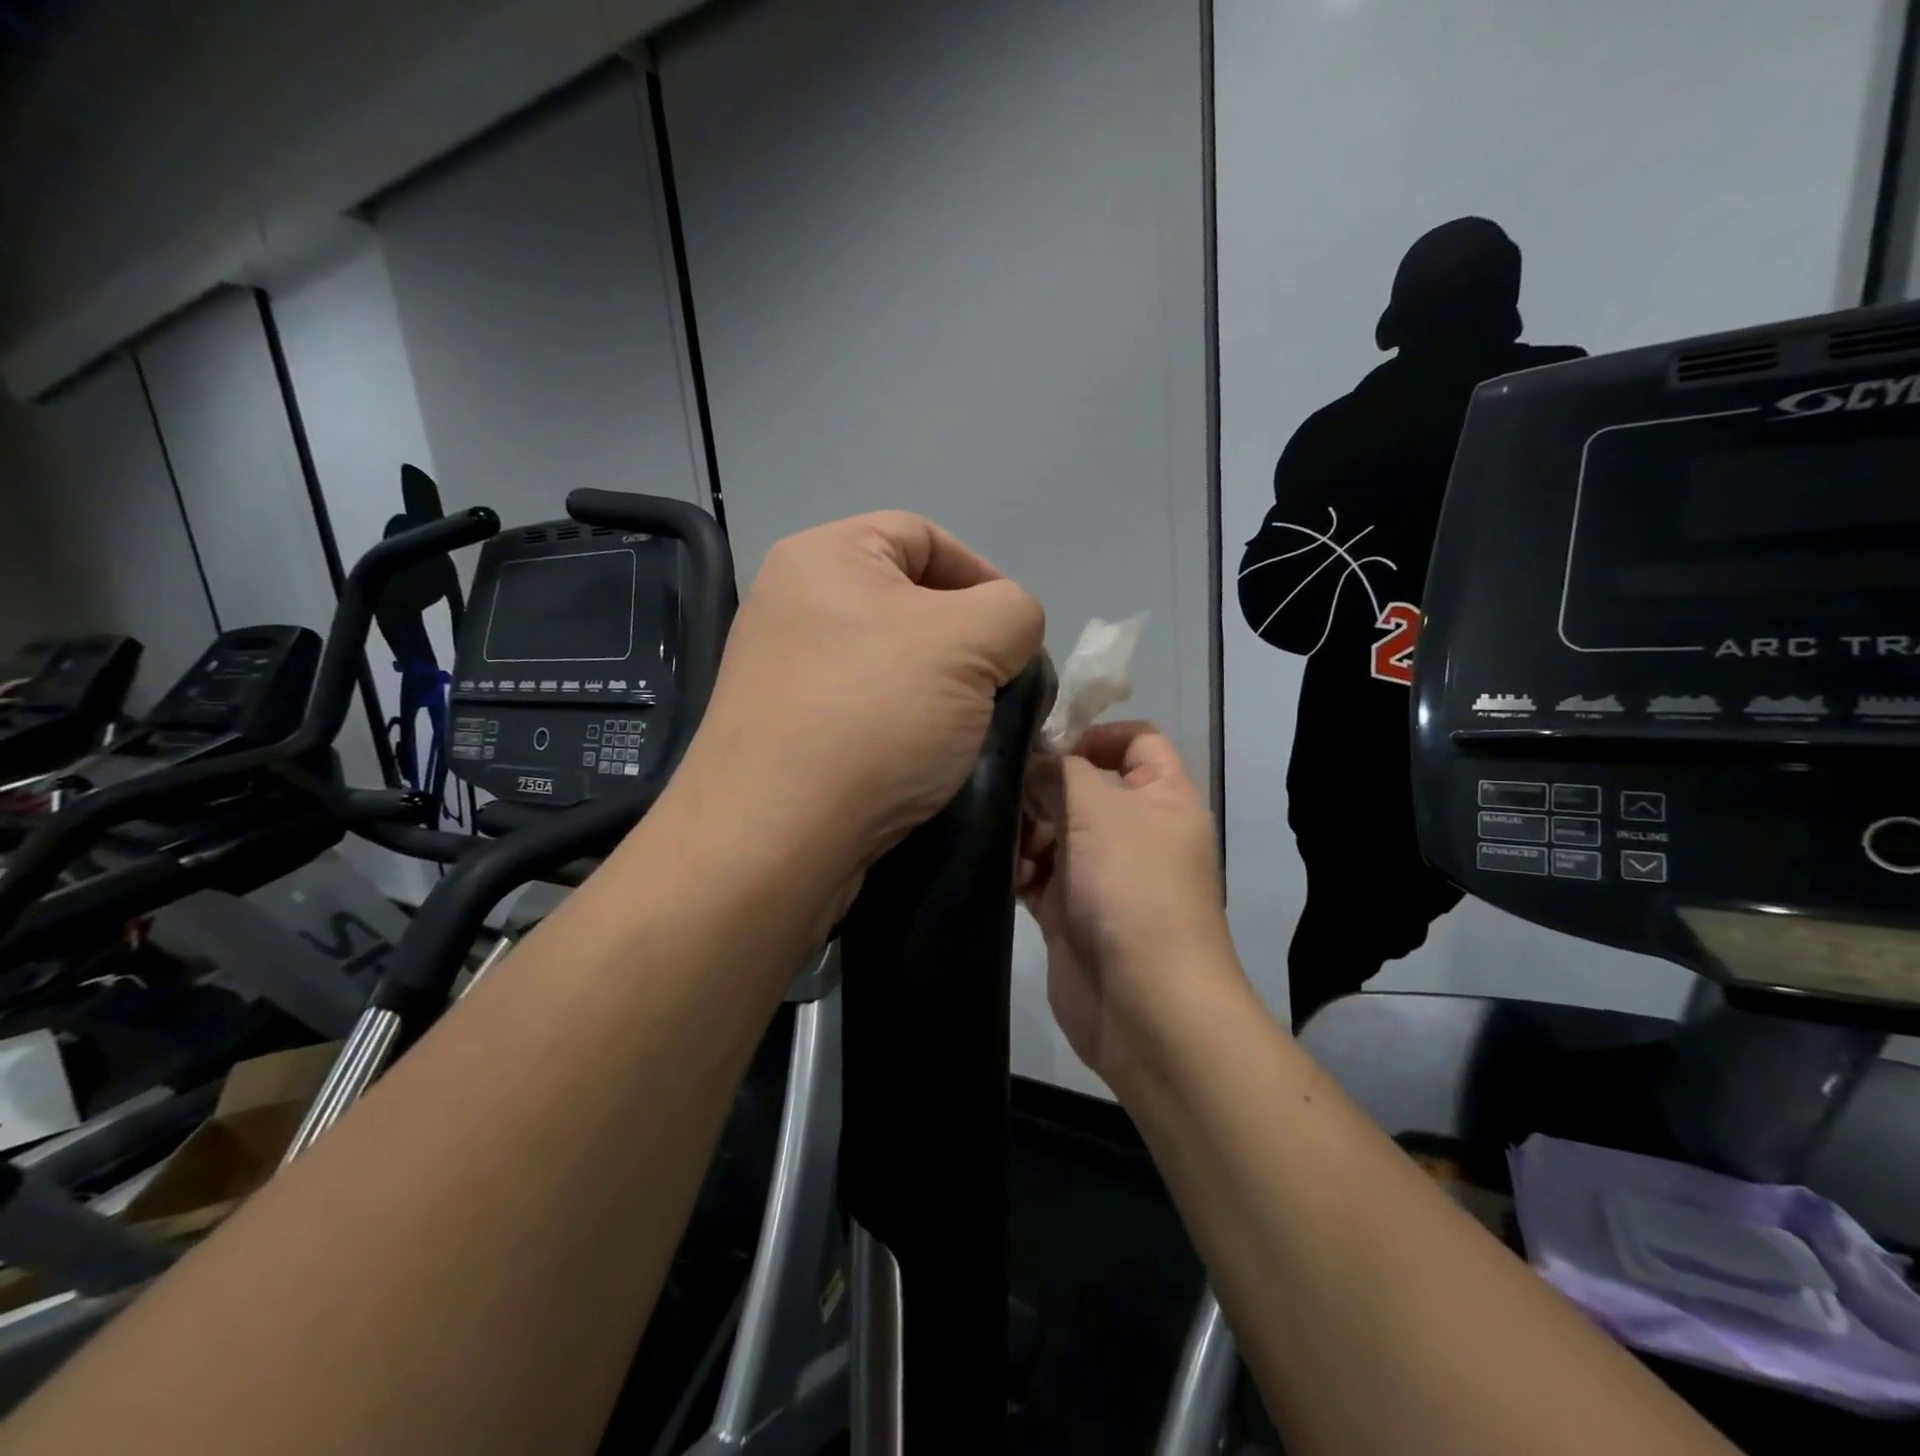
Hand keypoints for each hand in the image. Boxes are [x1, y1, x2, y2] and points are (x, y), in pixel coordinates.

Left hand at [675, 512, 1044, 906]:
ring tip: (974, 733)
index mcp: (824, 556)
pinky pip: (869, 713)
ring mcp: (786, 674)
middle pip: (911, 604)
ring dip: (944, 695)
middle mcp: (794, 605)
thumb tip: (1008, 636)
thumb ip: (1015, 611)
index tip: (1018, 637)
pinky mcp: (789, 734)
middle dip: (969, 645)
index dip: (984, 576)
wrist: (774, 841)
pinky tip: (932, 763)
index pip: (925, 536)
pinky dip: (908, 730)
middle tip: (1003, 690)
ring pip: (894, 665)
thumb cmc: (872, 717)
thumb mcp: (971, 640)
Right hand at [1020, 723, 1240, 1080]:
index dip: (1096, 734)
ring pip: (1055, 831)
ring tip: (1005, 839)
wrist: (1144, 1005)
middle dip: (1044, 787)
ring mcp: (1102, 874)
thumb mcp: (1099, 812)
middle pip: (1084, 787)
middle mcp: (1135, 832)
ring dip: (1026, 830)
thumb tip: (1035, 761)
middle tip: (1007, 792)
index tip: (1047, 744)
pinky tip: (1004, 871)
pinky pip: (1039, 874)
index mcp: (1162, 799)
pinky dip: (1020, 869)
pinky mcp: (1072, 911)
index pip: (1138, 742)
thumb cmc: (1132, 889)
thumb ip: (1061, 773)